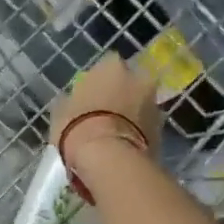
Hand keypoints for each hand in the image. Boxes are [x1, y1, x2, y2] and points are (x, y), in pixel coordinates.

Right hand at [50, 54, 162, 183]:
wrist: (108, 158)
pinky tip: (124, 146)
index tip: (90, 94)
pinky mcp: (162, 130)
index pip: (107, 65)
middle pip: (131, 83)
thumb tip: (71, 101)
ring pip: (142, 105)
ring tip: (115, 133)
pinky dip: (139, 133)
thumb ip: (71, 100)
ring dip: (133, 114)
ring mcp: (154, 104)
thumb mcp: (61, 110)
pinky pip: (147, 127)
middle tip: (106, 112)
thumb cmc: (77, 126)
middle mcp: (138, 78)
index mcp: (111, 66)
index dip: (99, 81)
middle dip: (122, 94)